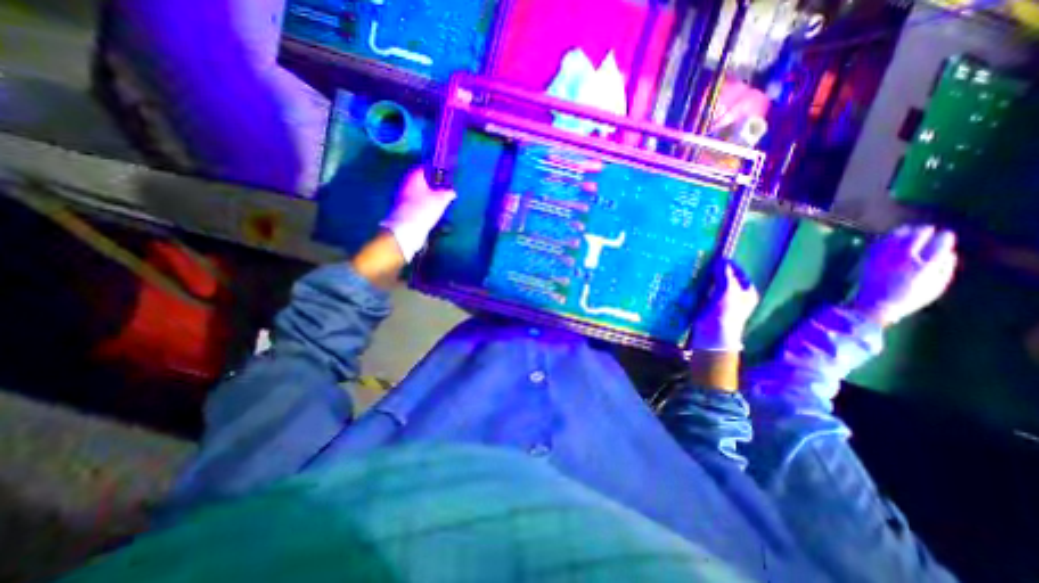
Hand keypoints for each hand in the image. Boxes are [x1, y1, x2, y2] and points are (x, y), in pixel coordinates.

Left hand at [380, 167, 455, 260]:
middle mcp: (406, 186)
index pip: (423, 168)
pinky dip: (425, 206)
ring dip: (429, 197)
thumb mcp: (440, 200)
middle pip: (421, 182)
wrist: (406, 230)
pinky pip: (417, 205)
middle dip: (432, 185)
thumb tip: (452, 191)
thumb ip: (447, 194)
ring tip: (441, 202)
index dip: (434, 170)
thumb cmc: (423, 210)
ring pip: (419, 194)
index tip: (444, 174)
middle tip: (445, 189)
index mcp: (413, 178)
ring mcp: (403, 199)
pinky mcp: (405, 212)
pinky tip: (433, 212)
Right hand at [694, 262, 761, 352]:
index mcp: (747, 292)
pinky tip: (693, 282)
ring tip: (698, 270)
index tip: (718, 257)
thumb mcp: (729, 290)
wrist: (712, 334)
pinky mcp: (709, 306)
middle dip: (716, 271)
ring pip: (714, 285)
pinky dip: (700, 287)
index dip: (730, 265)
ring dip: (707, 279)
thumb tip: (722, 260)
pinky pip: (705, 292)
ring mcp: (722, 301)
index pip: (739, 273)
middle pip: (727, 279)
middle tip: (705, 262)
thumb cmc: (725, 312)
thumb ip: (725, 274)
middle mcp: (736, 296)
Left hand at [853, 223, 956, 324]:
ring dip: (904, 231)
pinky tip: (890, 235)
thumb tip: (950, 253)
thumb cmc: (909, 298)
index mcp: (925, 267)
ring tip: (908, 229)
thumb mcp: (936, 287)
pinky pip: (878, 244)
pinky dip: (885, 237)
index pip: (938, 246)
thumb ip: (945, 269)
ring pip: (895, 238)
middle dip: (923, 231)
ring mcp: (885, 259)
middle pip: (916, 238)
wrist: (875, 304)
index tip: (945, 234)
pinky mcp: (869, 261)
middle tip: (926, 229)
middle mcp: (904, 261)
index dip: (943, 238)